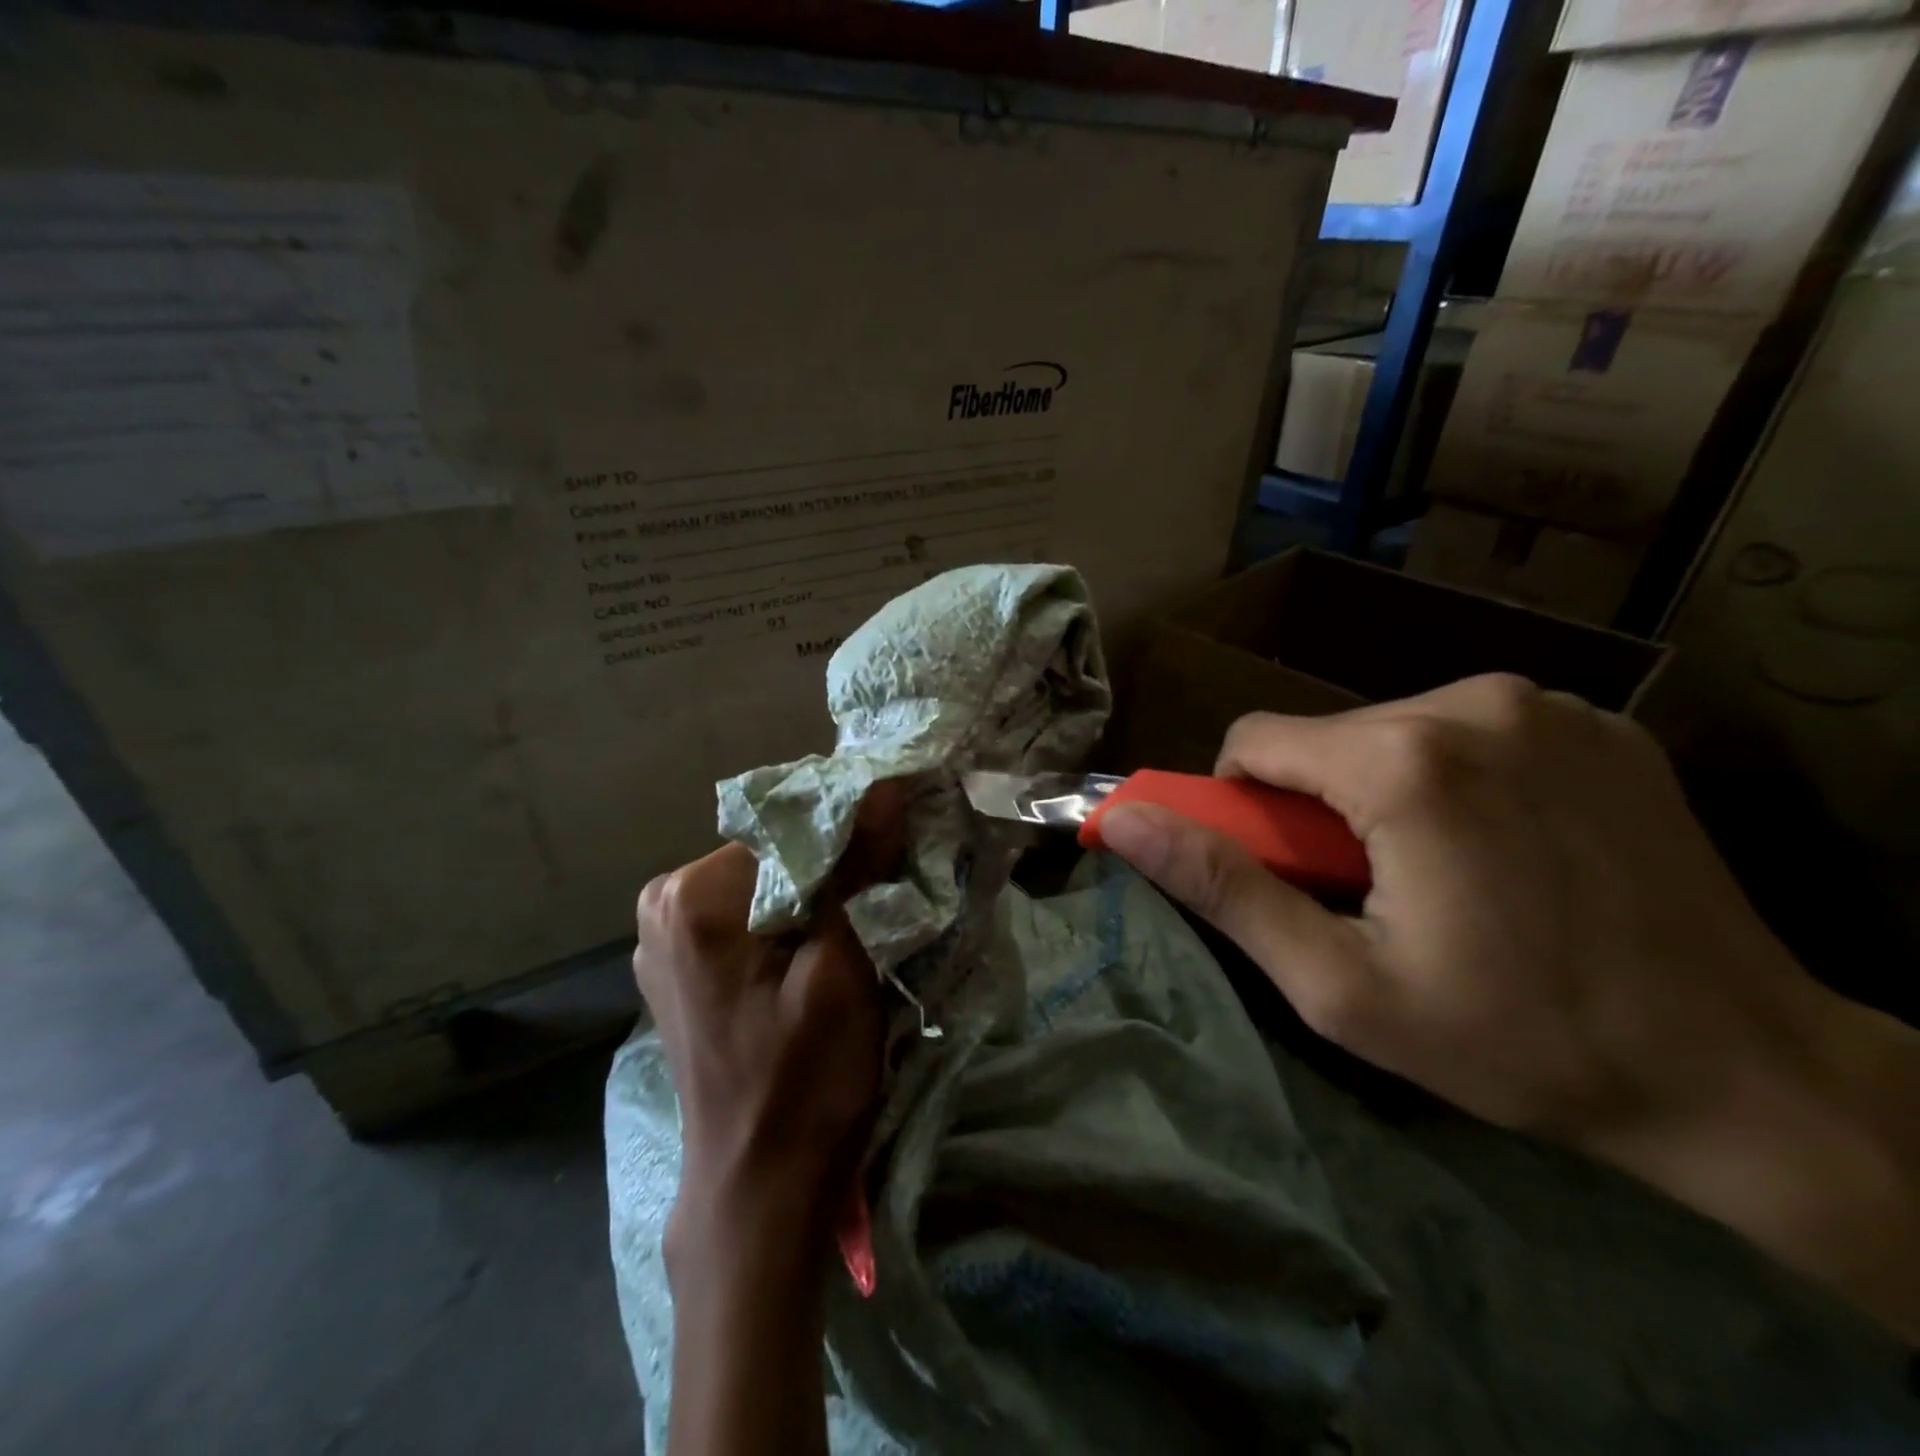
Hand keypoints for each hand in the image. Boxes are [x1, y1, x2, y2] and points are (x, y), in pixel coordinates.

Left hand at [633, 836, 887, 1278]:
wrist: (758, 1187)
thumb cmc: (804, 1082)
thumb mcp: (844, 971)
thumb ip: (859, 870)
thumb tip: (885, 785)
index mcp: (692, 897)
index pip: (789, 824)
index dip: (854, 827)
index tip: (905, 834)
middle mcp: (663, 902)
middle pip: (775, 848)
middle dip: (837, 858)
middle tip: (895, 878)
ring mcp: (664, 933)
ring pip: (768, 877)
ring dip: (821, 886)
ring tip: (870, 907)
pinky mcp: (682, 960)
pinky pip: (751, 909)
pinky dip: (795, 912)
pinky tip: (829, 936)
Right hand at [1100, 674, 1919, 1336]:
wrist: (1743, 1073)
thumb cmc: (1516, 1039)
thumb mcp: (1338, 984)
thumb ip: (1222, 889)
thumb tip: (1121, 821)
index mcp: (1403, 760)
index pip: (1252, 741)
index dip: (1243, 806)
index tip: (1285, 870)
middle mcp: (1471, 702)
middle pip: (1326, 738)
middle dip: (1318, 806)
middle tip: (1367, 891)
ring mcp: (1545, 703)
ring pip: (1391, 731)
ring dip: (1382, 792)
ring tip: (1440, 876)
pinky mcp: (1596, 721)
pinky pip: (1467, 731)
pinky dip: (1453, 778)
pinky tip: (1505, 848)